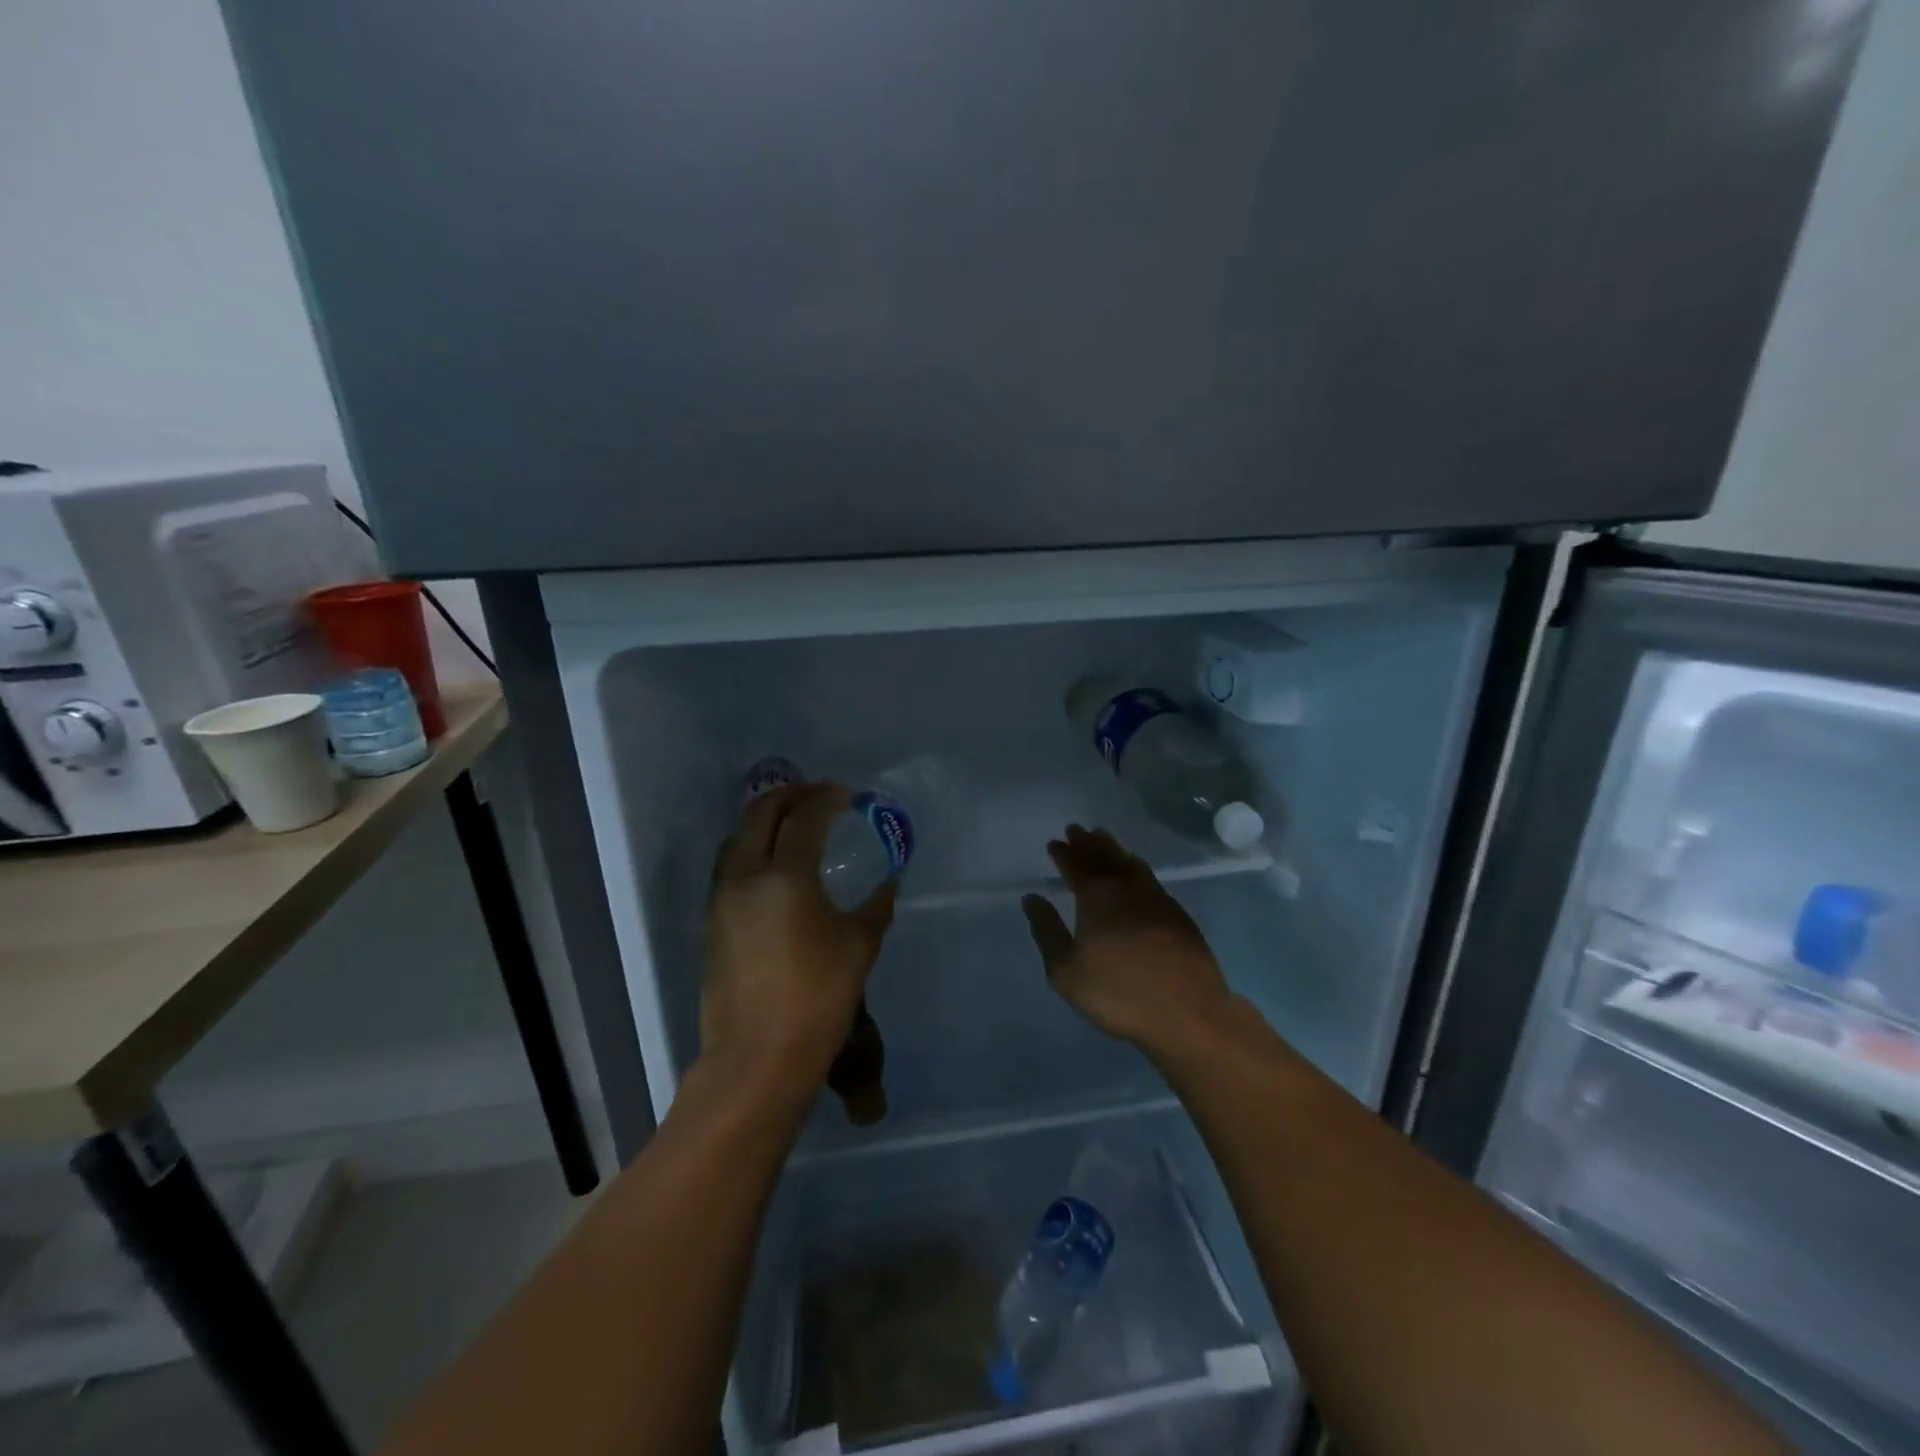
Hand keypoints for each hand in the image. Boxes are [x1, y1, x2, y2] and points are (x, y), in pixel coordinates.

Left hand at [703, 782, 895, 1096]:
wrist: (756, 1060)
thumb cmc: (817, 1000)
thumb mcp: (858, 948)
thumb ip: (875, 907)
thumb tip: (889, 883)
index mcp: (785, 877)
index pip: (804, 818)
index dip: (827, 798)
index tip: (847, 794)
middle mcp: (745, 877)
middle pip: (760, 816)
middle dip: (790, 796)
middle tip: (818, 794)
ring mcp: (721, 901)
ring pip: (737, 839)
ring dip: (764, 820)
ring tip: (793, 823)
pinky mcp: (712, 924)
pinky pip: (730, 867)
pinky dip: (752, 849)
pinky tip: (775, 867)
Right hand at [1021, 825, 1232, 1055]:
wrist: (1188, 1012)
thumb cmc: (1118, 993)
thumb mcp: (1066, 971)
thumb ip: (1047, 931)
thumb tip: (1032, 898)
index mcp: (1097, 897)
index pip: (1076, 865)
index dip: (1064, 854)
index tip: (1054, 842)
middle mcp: (1127, 888)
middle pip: (1105, 856)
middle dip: (1088, 842)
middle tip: (1077, 829)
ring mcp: (1157, 899)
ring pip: (1130, 863)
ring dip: (1114, 849)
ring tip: (1104, 840)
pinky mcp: (1178, 914)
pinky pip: (1150, 878)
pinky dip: (1136, 867)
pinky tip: (1137, 873)